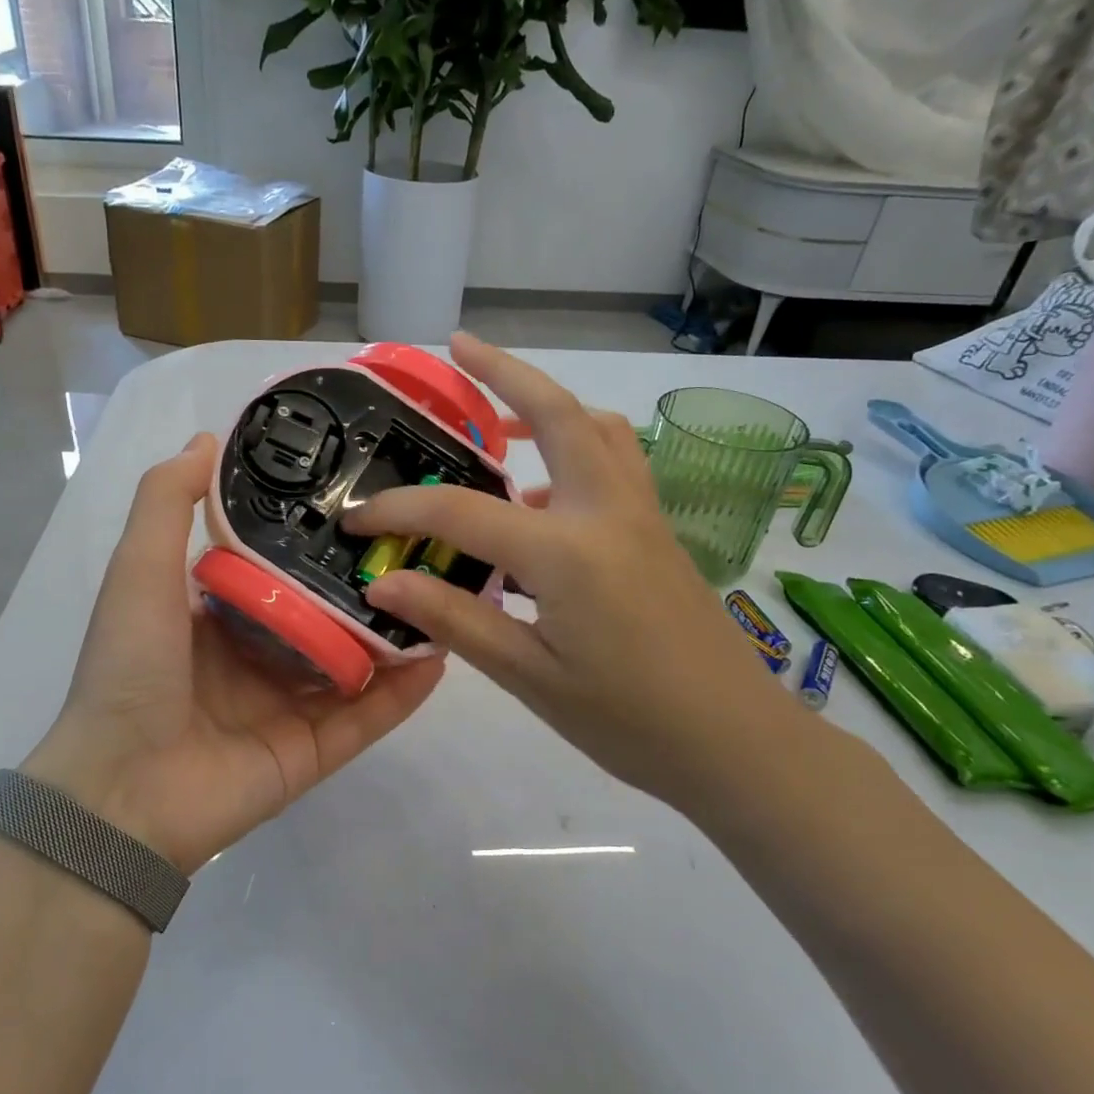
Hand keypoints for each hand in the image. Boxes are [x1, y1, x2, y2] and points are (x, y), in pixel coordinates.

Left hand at [26, 433, 444, 874]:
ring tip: (445, 593)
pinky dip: (402, 693)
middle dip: (367, 584)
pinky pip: (366, 718)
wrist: (122, 792)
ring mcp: (286, 708)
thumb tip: (208, 439)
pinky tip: (440, 656)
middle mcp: (255, 657)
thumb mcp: (139, 569)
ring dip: (393, 635)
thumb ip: (168, 502)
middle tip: (421, 544)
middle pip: (324, 614)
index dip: (315, 534)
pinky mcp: (312, 753)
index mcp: (215, 615)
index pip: (276, 566)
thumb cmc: (131, 669)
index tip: (361, 499)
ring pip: (353, 665)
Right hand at [344, 333, 817, 809]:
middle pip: (557, 413)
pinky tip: (540, 494)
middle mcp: (608, 512)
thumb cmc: (629, 721)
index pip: (461, 511)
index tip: (355, 517)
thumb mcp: (530, 678)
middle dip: (503, 371)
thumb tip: (384, 582)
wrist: (737, 744)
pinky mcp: (658, 532)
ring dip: (547, 404)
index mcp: (568, 552)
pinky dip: (575, 448)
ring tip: (499, 416)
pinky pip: (614, 462)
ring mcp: (642, 516)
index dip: (399, 510)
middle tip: (456, 348)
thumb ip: (457, 619)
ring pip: (597, 428)